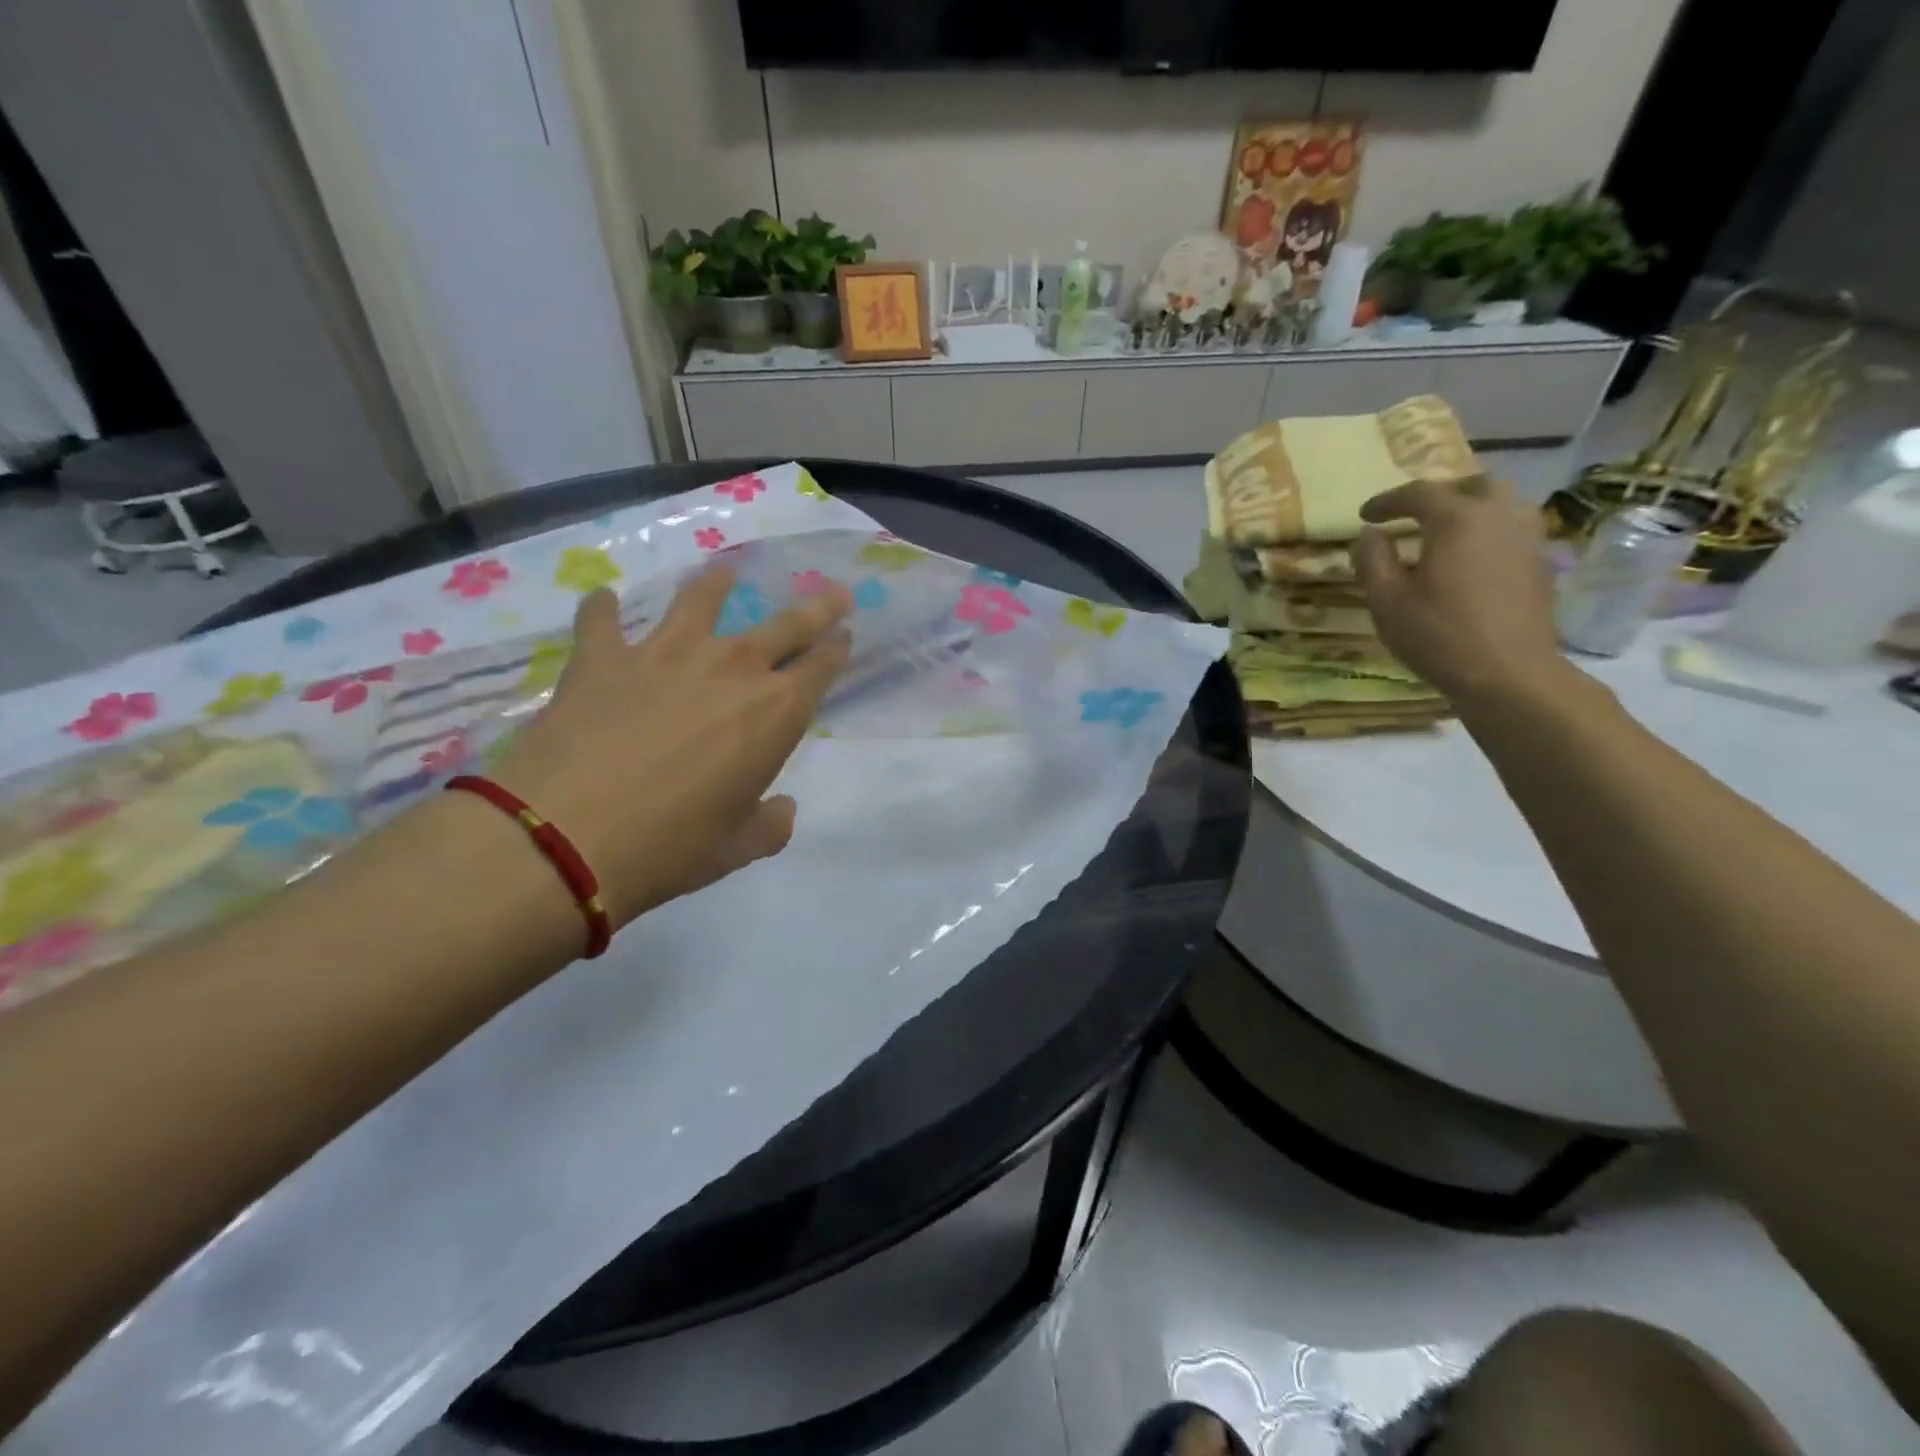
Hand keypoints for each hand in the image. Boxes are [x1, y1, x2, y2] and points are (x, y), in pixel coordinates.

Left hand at [489, 567, 851, 924]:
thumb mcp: (737, 848)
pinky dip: (603, 609)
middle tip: (832, 592)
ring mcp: (664, 654)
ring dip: (717, 585)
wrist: (565, 838)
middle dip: (817, 608)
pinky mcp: (603, 658)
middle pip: (785, 625)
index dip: (837, 649)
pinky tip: (603, 601)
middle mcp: (730, 669)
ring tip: (724, 574)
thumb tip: (781, 810)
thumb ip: (770, 825)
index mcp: (774, 713)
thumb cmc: (670, 848)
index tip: (846, 635)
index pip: (820, 668)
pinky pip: (602, 619)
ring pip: (701, 600)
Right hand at [1351, 478, 1567, 710]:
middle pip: (1470, 485)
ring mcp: (1527, 536)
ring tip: (1443, 533)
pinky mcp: (1540, 561)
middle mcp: (1498, 515)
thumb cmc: (1438, 635)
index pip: (1418, 493)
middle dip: (1437, 495)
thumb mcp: (1386, 600)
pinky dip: (1488, 529)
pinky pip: (1513, 527)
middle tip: (1411, 516)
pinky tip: (1470, 557)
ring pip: (1500, 502)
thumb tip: (1370, 534)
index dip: (1386, 501)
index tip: (1365, 516)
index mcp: (1457, 519)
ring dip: (1468, 508)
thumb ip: (1372, 559)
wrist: (1508, 673)